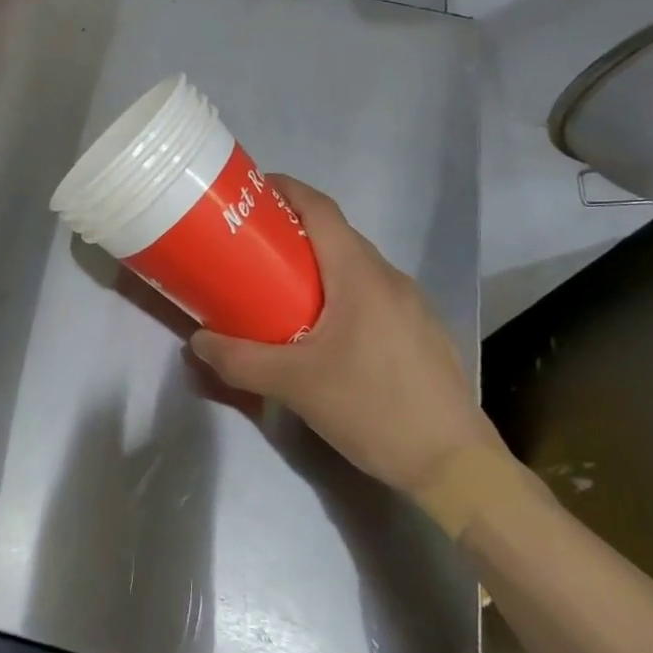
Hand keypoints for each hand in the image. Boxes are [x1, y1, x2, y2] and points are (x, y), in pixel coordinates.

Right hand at [190, 175, 503, 499]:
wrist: (454, 464)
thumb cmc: (372, 408)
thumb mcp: (295, 385)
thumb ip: (240, 361)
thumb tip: (198, 342)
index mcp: (360, 275)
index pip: (321, 210)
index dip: (287, 189)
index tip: (253, 190)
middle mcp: (390, 277)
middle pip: (337, 236)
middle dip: (293, 232)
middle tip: (252, 248)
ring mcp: (413, 304)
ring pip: (356, 267)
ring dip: (318, 266)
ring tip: (281, 290)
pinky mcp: (422, 330)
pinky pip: (373, 293)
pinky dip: (342, 293)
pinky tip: (326, 332)